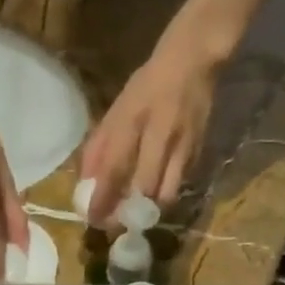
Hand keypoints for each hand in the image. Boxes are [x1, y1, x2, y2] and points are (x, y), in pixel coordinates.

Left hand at [80, 39, 218, 223]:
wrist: (194, 61)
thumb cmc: (148, 85)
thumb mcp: (118, 109)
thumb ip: (99, 146)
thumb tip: (85, 183)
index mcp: (132, 119)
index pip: (115, 168)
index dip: (103, 198)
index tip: (92, 219)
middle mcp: (159, 134)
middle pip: (144, 188)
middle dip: (128, 212)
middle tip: (115, 223)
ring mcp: (183, 144)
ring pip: (167, 193)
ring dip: (150, 209)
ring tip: (137, 212)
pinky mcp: (199, 151)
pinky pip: (180, 184)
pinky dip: (166, 194)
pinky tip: (156, 194)